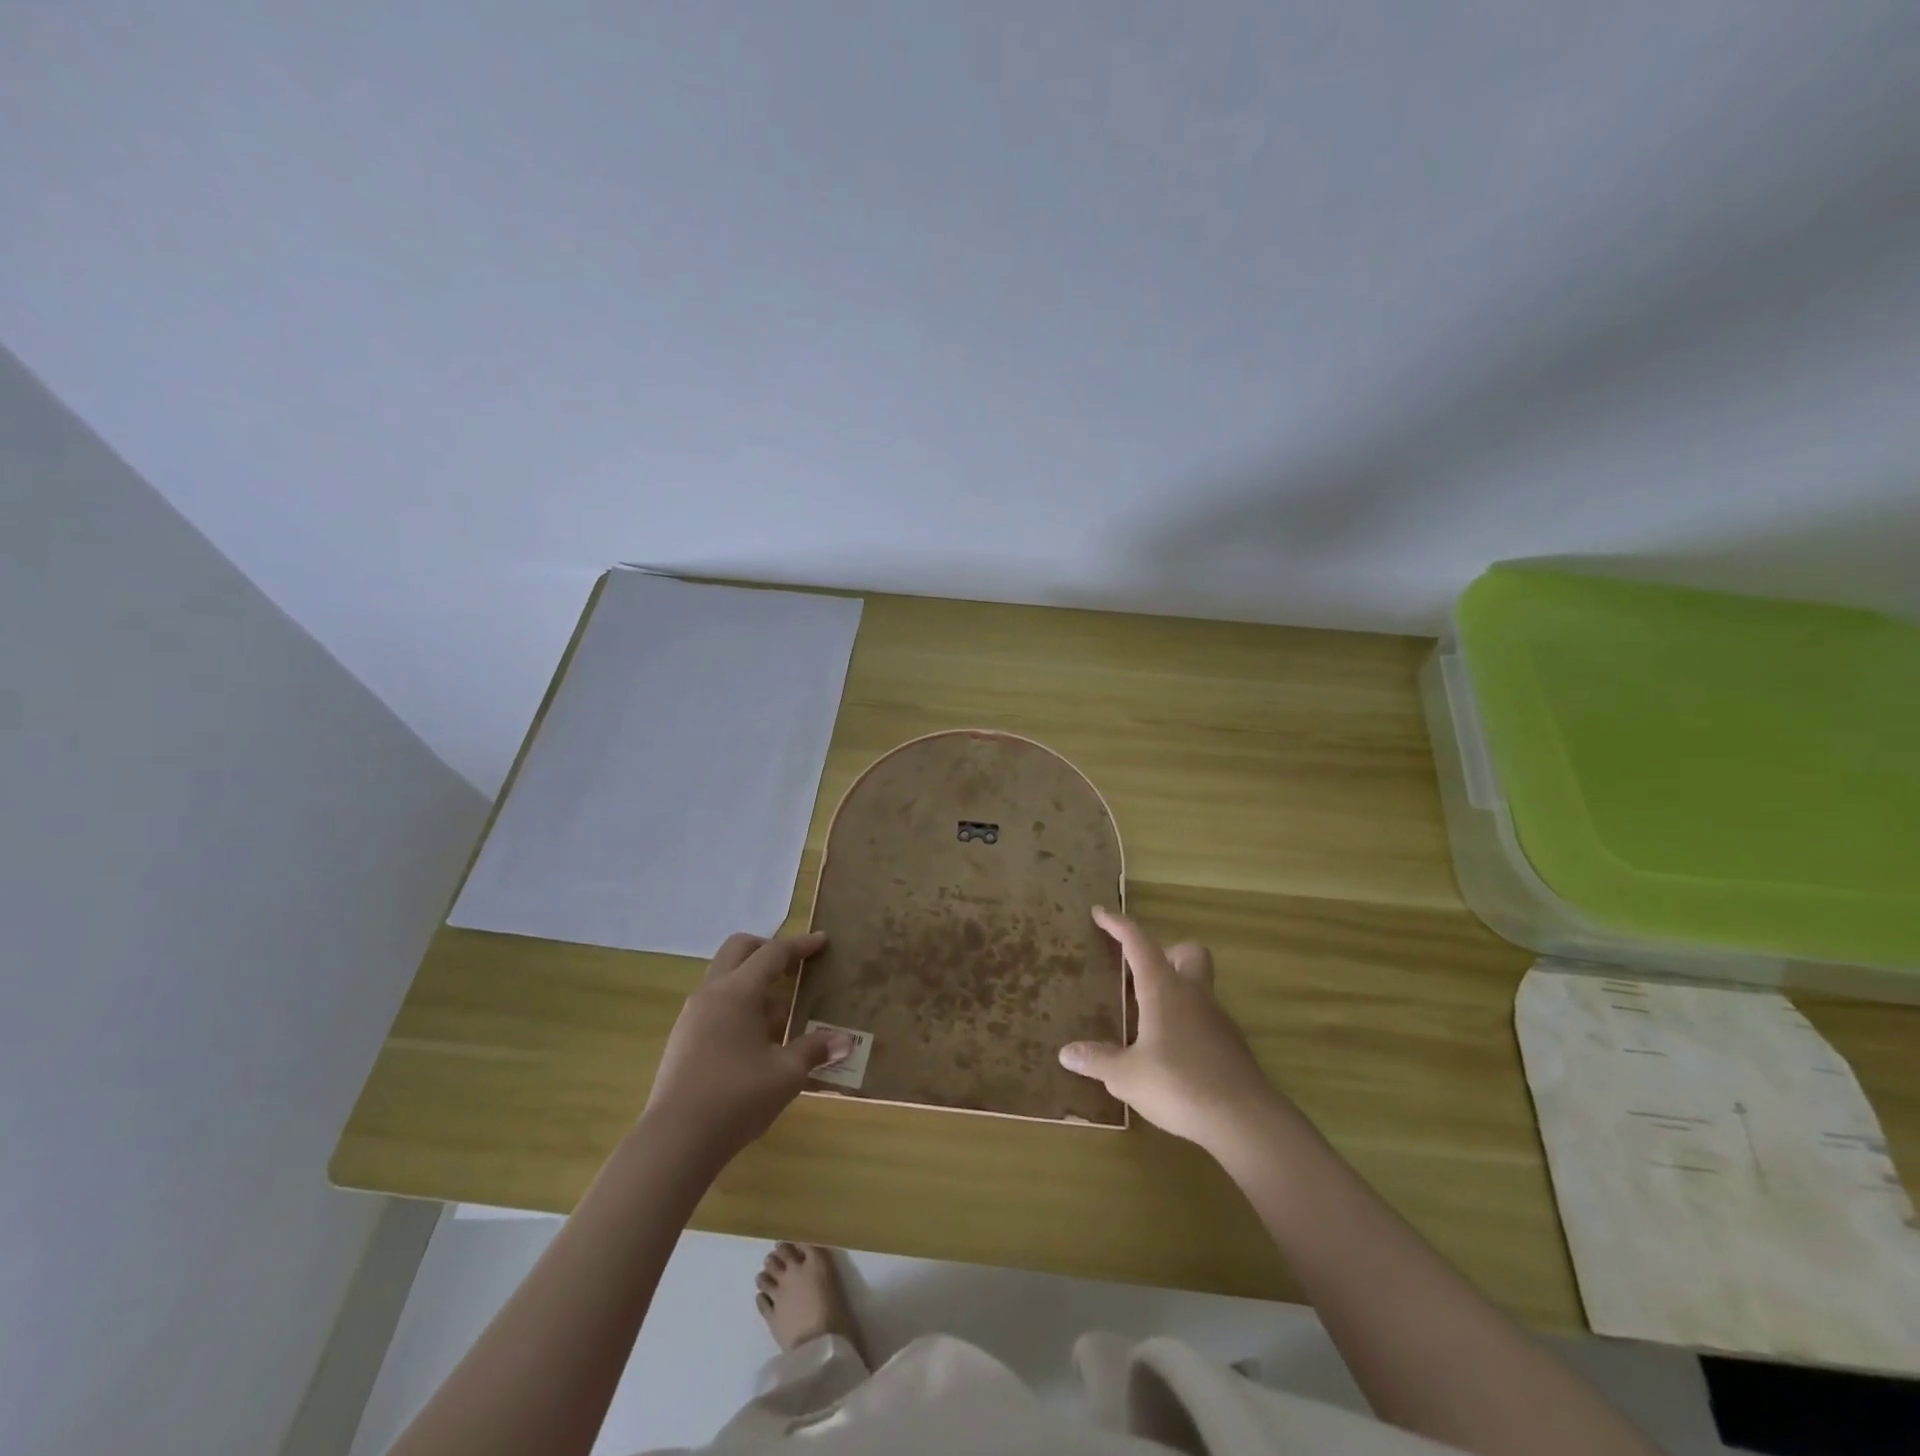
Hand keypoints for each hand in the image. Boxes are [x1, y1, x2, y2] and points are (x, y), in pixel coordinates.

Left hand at [641, 931, 851, 1166]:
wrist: (675, 1141)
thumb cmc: (736, 1099)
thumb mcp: (785, 1074)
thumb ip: (814, 1050)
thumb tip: (845, 1041)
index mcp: (737, 992)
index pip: (773, 953)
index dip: (800, 946)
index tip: (822, 941)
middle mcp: (711, 993)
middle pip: (739, 950)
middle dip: (768, 950)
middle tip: (795, 967)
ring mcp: (692, 1015)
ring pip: (725, 977)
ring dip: (754, 982)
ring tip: (782, 1012)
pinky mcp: (683, 1038)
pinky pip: (716, 1004)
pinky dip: (739, 1005)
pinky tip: (757, 1039)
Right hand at [1058, 907, 1282, 1155]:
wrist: (1245, 1119)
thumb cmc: (1179, 1084)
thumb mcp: (1127, 1076)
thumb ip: (1098, 1060)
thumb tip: (1066, 1053)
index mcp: (1163, 988)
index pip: (1138, 942)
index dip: (1118, 925)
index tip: (1100, 913)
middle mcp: (1192, 993)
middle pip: (1186, 952)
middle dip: (1164, 953)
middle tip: (1138, 973)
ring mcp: (1216, 1017)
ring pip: (1197, 985)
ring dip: (1173, 990)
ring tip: (1145, 1018)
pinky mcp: (1230, 1044)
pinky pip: (1203, 1017)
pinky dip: (1185, 1021)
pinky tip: (1169, 1051)